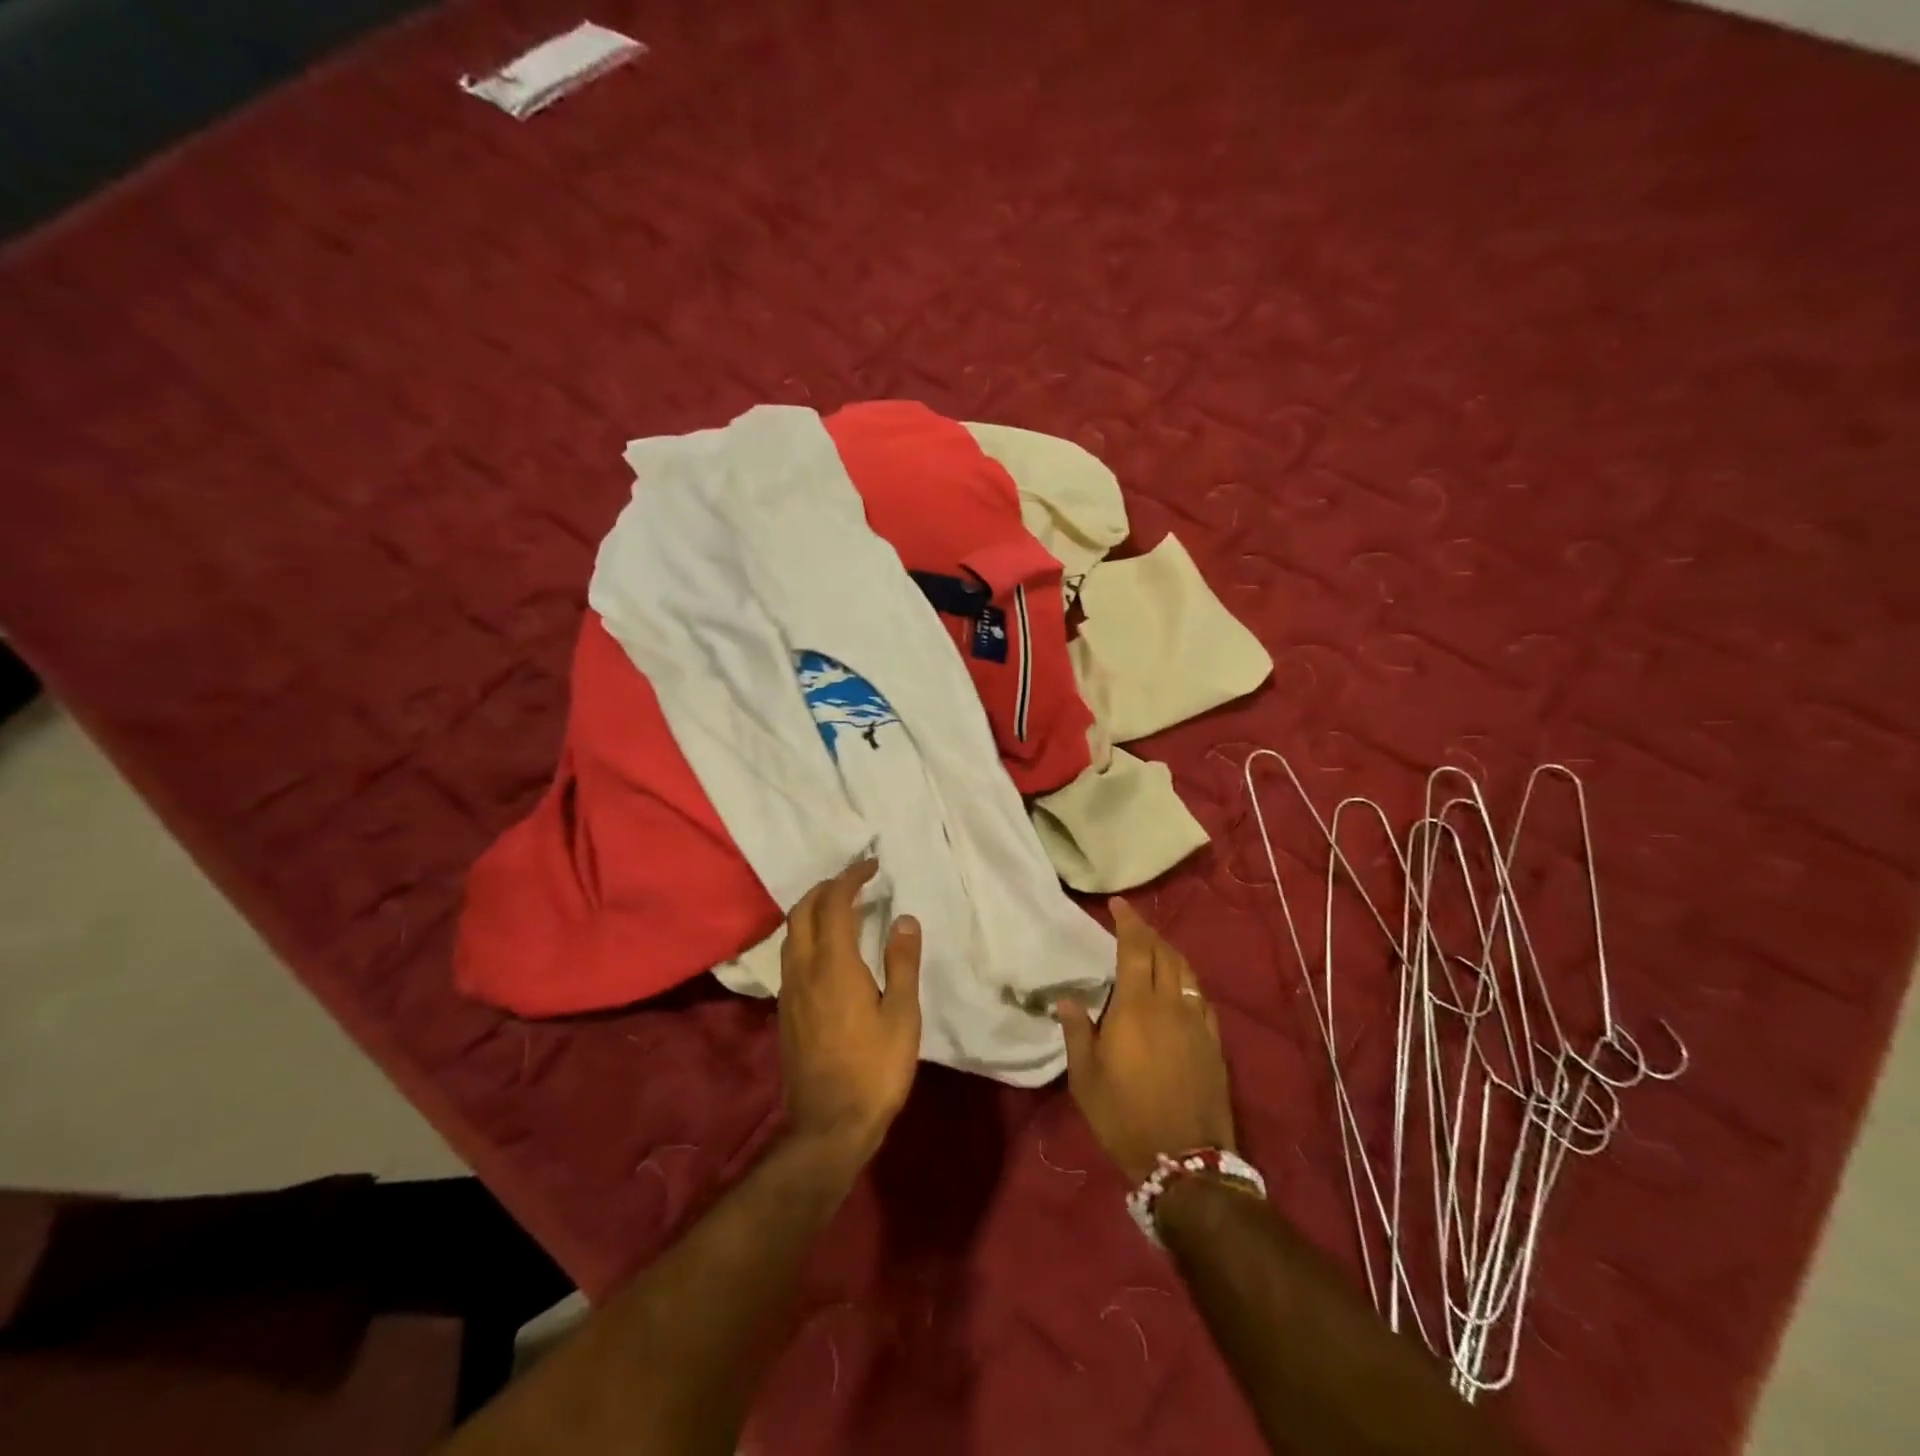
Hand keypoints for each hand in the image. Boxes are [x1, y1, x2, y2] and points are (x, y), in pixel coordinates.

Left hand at [778, 861, 922, 1166]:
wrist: (828, 1126)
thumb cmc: (875, 1070)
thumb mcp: (902, 1016)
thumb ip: (902, 962)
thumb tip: (904, 918)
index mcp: (833, 965)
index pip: (835, 904)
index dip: (851, 878)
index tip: (872, 866)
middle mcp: (804, 969)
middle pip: (803, 911)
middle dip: (826, 887)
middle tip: (855, 881)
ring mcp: (789, 991)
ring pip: (792, 933)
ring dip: (813, 910)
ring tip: (843, 909)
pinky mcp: (786, 1010)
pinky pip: (791, 955)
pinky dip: (808, 935)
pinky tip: (829, 950)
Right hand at [1058, 898, 1235, 1184]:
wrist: (1185, 1161)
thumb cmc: (1124, 1117)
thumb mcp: (1086, 1078)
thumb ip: (1077, 1032)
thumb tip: (1068, 999)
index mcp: (1136, 1007)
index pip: (1135, 949)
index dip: (1128, 922)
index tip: (1117, 904)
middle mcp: (1170, 1005)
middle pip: (1164, 954)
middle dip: (1148, 932)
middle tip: (1131, 923)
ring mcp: (1197, 1023)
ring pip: (1187, 973)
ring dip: (1170, 953)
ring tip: (1155, 948)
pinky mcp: (1214, 1043)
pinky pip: (1201, 998)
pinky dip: (1188, 981)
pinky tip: (1180, 988)